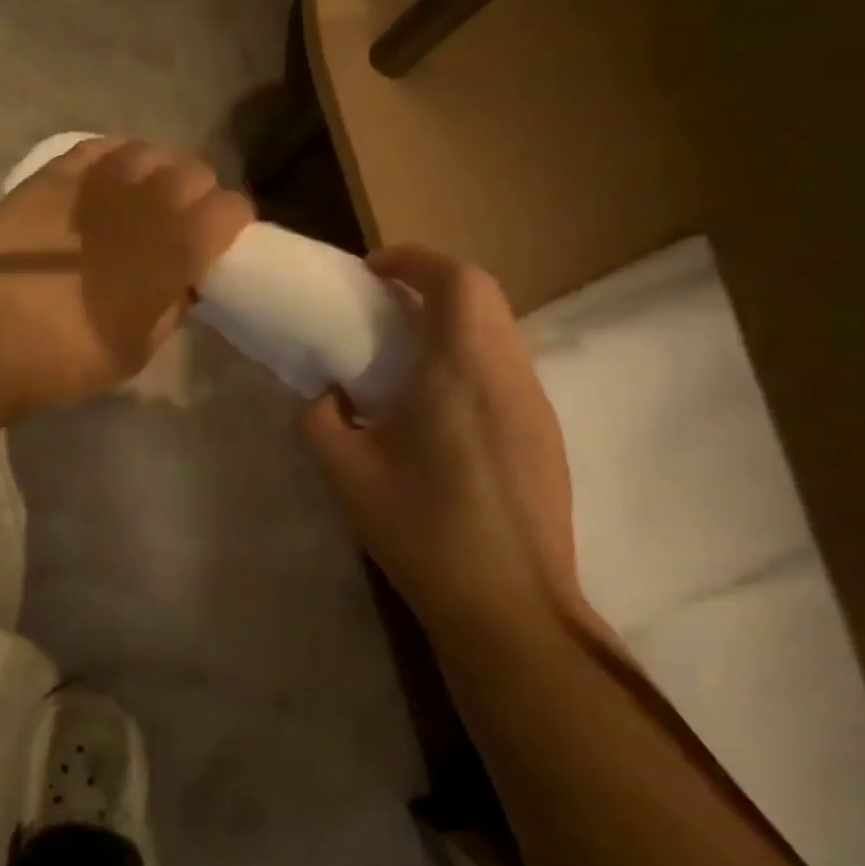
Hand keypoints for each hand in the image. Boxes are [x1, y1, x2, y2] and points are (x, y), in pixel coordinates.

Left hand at [0, 138, 253, 413]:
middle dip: (196, 196)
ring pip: (150, 151)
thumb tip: (182, 283)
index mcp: (177, 248)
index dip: (231, 224)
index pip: (232, 209)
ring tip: (139, 198)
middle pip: (195, 171)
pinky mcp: (55, 174)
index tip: (218, 243)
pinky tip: (104, 183)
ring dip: (156, 173)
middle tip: (176, 223)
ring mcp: (98, 180)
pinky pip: (100, 147)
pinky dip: (113, 160)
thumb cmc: (68, 357)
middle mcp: (147, 201)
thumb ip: (171, 307)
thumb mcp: (138, 349)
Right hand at [300, 244, 583, 648]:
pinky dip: (468, 356)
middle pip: (483, 295)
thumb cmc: (422, 531)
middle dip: (431, 283)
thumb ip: (319, 419)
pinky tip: (434, 406)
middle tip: (381, 305)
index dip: (413, 259)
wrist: (508, 606)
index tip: (371, 271)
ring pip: (498, 330)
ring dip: (452, 321)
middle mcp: (509, 373)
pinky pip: (505, 368)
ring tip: (402, 352)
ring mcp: (535, 405)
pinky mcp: (545, 435)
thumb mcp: (346, 472)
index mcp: (461, 370)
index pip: (456, 279)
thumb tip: (324, 395)